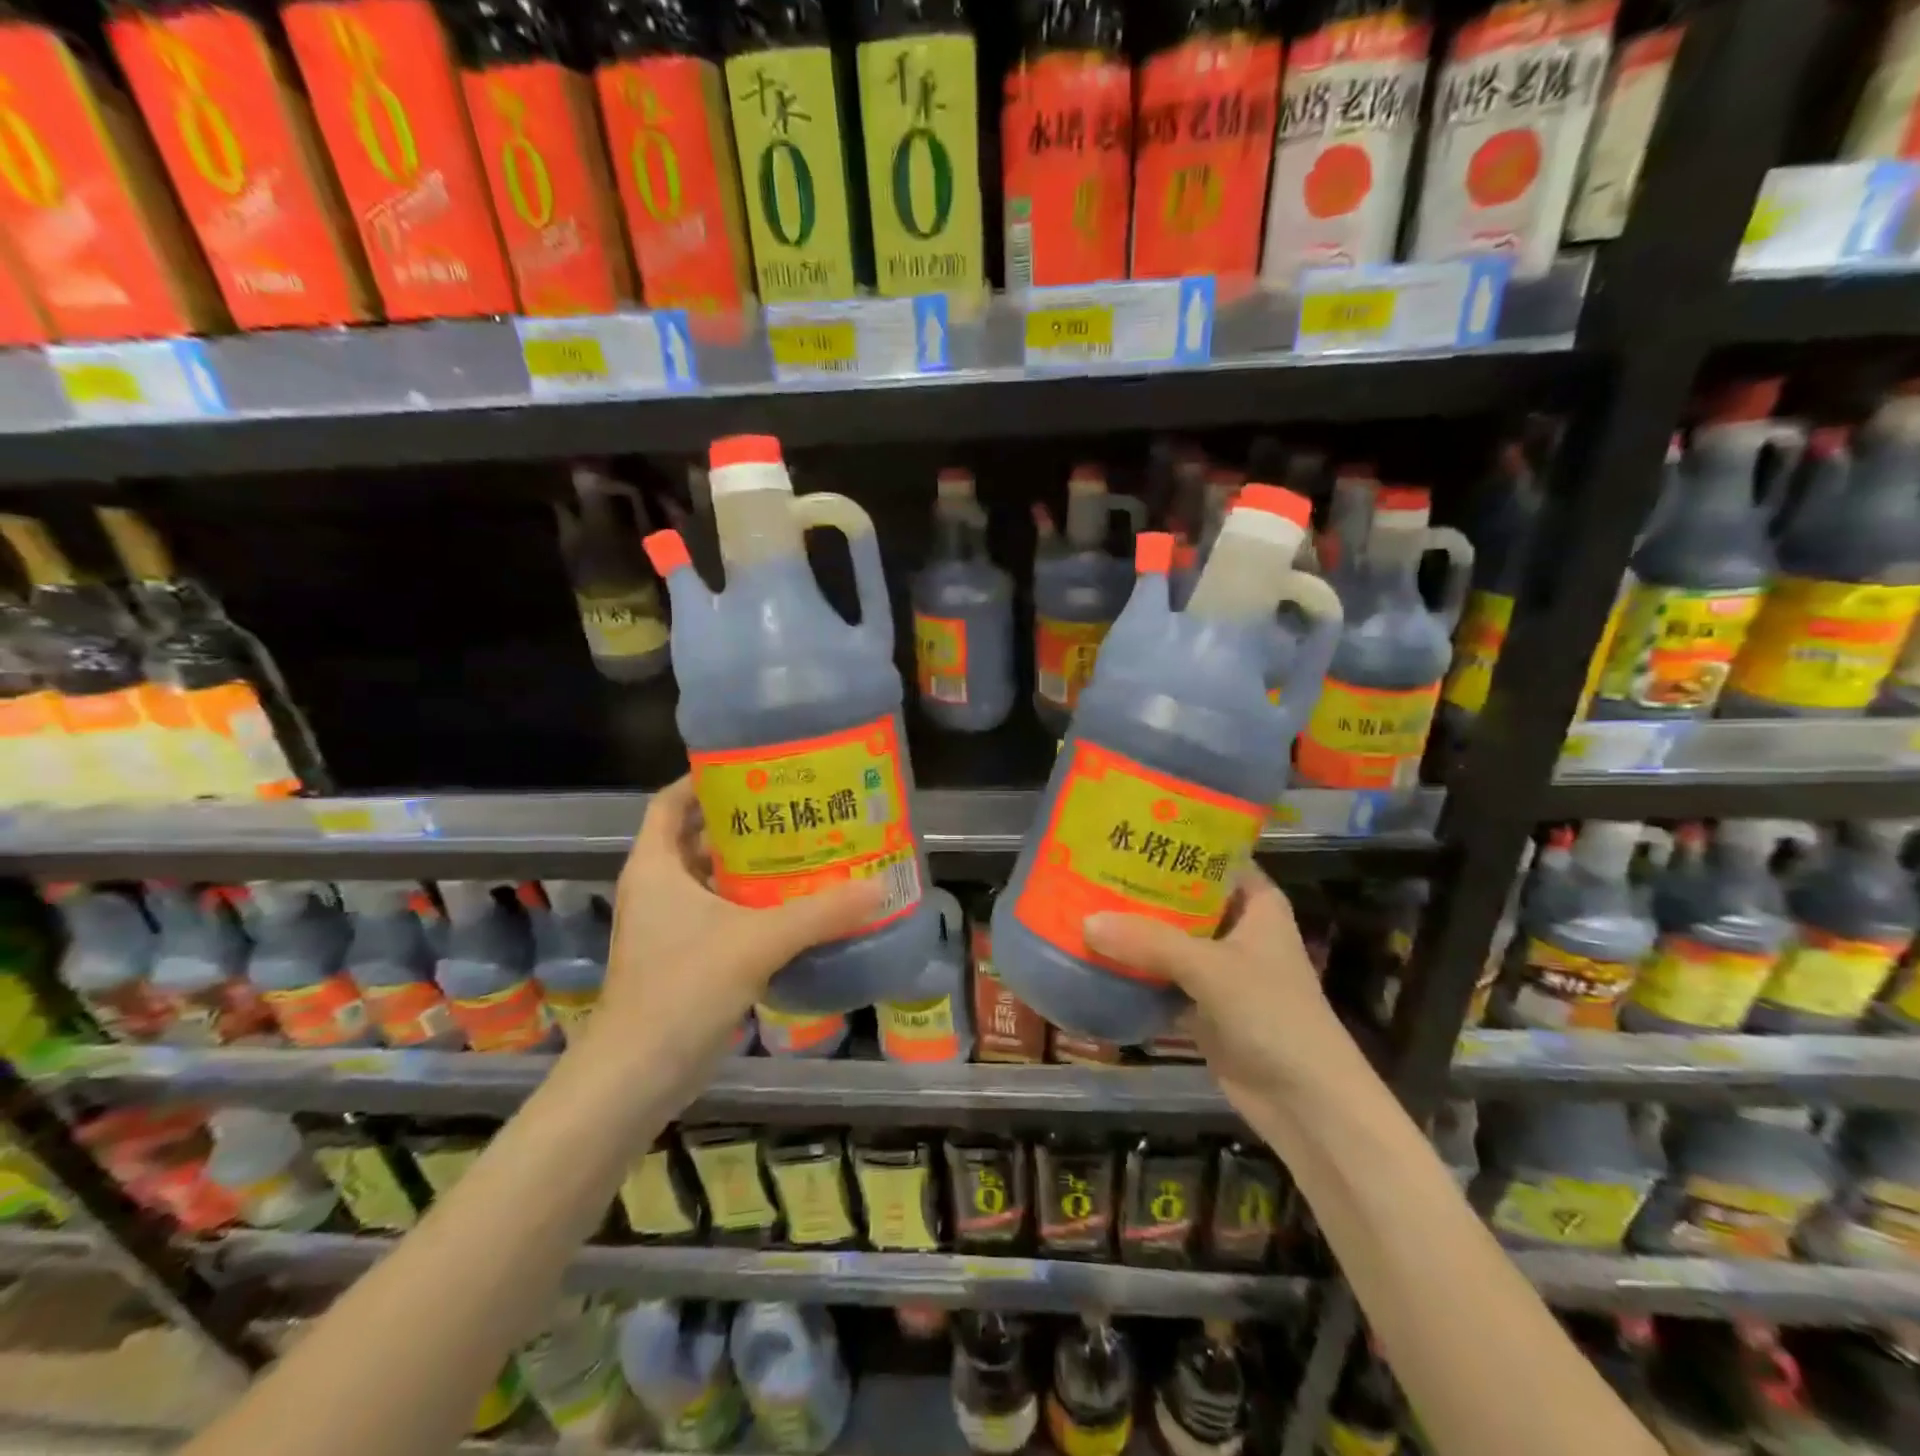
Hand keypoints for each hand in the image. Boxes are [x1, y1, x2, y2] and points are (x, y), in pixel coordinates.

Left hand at [581, 776, 885, 1084]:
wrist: (635, 1078)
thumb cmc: (681, 990)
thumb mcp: (755, 943)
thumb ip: (818, 914)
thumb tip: (878, 887)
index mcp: (656, 867)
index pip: (670, 802)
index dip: (704, 780)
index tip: (752, 769)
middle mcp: (657, 889)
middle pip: (698, 837)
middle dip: (743, 822)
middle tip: (795, 809)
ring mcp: (667, 927)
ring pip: (712, 879)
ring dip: (750, 866)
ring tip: (803, 850)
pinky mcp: (683, 958)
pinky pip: (721, 915)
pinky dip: (752, 905)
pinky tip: (794, 908)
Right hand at [1083, 869, 1372, 1116]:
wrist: (1306, 1104)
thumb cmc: (1273, 1015)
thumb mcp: (1211, 968)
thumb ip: (1149, 942)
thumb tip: (1085, 922)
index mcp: (1256, 902)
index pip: (1212, 855)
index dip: (1174, 840)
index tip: (1127, 825)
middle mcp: (1237, 927)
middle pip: (1183, 895)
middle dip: (1141, 884)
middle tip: (1090, 863)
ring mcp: (1219, 967)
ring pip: (1168, 936)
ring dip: (1133, 927)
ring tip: (1081, 900)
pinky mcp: (1202, 1002)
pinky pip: (1160, 974)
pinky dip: (1133, 966)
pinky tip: (1093, 951)